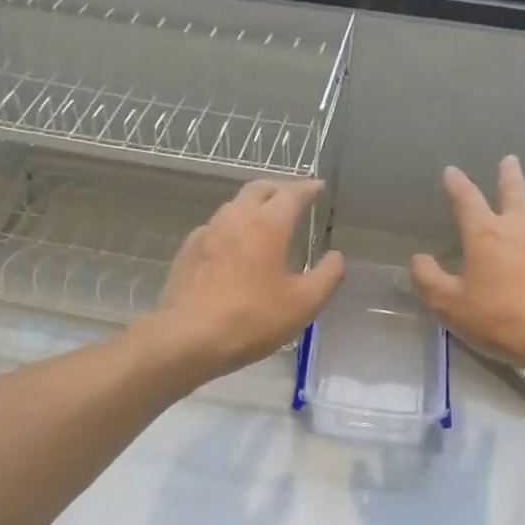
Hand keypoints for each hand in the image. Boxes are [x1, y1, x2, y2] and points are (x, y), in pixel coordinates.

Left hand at [139, 179, 343, 382]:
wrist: (187, 337)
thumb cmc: (251, 319)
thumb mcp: (303, 304)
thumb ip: (327, 276)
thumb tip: (336, 257)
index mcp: (268, 224)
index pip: (291, 193)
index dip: (307, 188)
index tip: (318, 187)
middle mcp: (236, 217)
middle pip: (259, 189)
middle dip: (279, 189)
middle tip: (293, 198)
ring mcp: (207, 231)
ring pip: (234, 206)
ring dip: (253, 206)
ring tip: (266, 222)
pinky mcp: (188, 250)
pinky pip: (215, 228)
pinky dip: (231, 228)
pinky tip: (234, 248)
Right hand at [410, 157, 524, 375]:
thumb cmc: (500, 320)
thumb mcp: (449, 306)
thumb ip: (428, 280)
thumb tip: (419, 259)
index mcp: (485, 235)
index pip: (466, 199)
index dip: (457, 184)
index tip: (452, 171)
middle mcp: (520, 226)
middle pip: (514, 191)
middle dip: (508, 174)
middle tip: (509, 160)